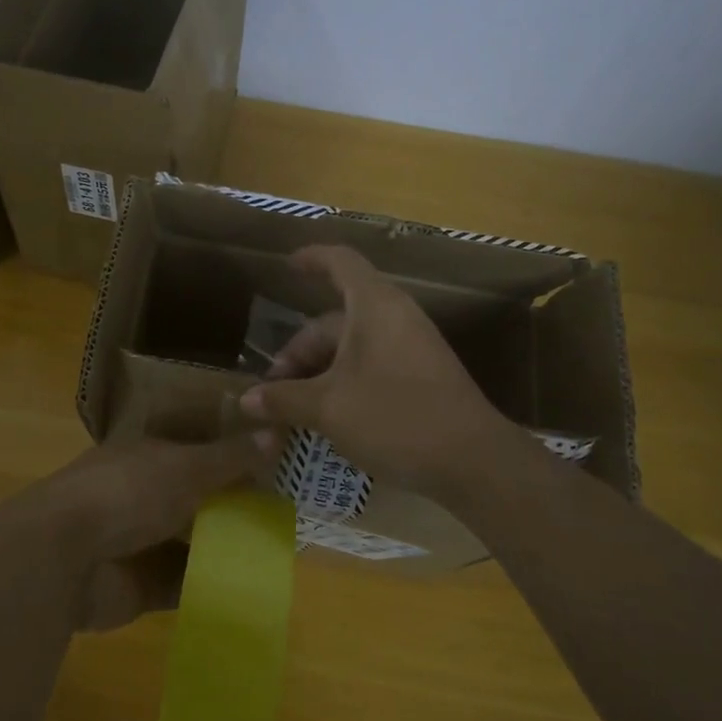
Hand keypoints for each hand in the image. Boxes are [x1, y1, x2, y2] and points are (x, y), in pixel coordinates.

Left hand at [18, 436, 264, 631]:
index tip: (279, 466)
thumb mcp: (185, 467)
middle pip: (198, 498)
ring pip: (192, 542)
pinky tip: (250, 588)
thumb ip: (231, 457)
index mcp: (148, 456)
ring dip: (226, 547)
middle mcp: (144, 494)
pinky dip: (210, 587)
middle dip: (236, 505)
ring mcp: (140, 542)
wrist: (63, 557)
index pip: (198, 451)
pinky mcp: (140, 587)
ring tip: (278, 552)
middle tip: (288, 514)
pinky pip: (183, 585)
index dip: (234, 456)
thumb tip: (277, 431)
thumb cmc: (126, 493)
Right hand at [238, 245, 536, 507]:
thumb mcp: (329, 408)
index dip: (312, 259)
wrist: (474, 462)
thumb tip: (247, 400)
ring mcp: (410, 348)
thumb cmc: (395, 417)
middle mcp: (393, 318)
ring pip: (350, 350)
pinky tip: (326, 421)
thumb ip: (284, 400)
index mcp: (374, 306)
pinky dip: (342, 385)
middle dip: (297, 355)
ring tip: (292, 414)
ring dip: (316, 377)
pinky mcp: (420, 377)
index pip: (340, 262)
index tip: (288, 266)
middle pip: (334, 322)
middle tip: (271, 393)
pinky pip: (370, 367)